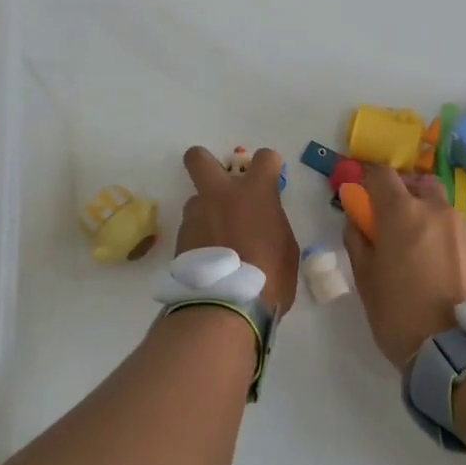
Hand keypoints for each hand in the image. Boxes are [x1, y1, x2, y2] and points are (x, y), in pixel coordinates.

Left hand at [177, 147, 300, 314]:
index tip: (272, 175)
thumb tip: (263, 225)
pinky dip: (201, 240)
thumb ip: (273, 225)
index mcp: (254, 193)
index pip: (265, 158)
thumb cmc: (269, 278)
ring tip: (219, 243)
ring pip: (196, 201)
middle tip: (220, 181)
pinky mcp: (179, 239)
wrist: (224, 307)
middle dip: (206, 161)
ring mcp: (195, 216)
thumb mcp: (286, 249)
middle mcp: (219, 196)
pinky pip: (192, 229)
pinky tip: (210, 262)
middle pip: (199, 159)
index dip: (270, 164)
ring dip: (207, 213)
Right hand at [343, 166, 465, 367]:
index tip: (364, 194)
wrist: (462, 352)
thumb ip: (358, 241)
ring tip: (424, 253)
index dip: (369, 179)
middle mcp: (437, 210)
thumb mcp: (365, 280)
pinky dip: (450, 240)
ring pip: (443, 209)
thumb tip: (357, 220)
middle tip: (394, 223)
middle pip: (419, 184)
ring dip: (429, 218)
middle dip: (404, 194)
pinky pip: (462, 233)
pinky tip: (447, 271)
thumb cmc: (400, 315)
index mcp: (402, 212)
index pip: (381, 173)